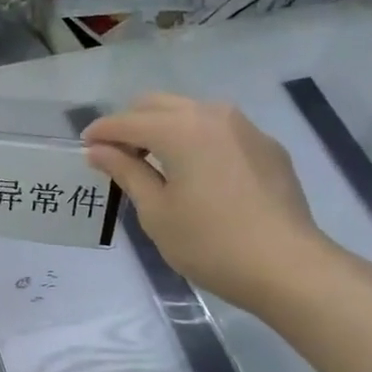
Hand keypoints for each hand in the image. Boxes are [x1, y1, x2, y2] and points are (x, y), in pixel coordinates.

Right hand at [84, 93, 336, 312]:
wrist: (287, 267)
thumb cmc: (209, 243)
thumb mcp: (156, 211)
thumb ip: (126, 172)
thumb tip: (99, 150)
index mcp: (180, 129)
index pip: (128, 121)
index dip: (101, 133)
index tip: (85, 147)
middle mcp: (213, 115)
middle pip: (158, 105)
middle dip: (131, 124)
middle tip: (116, 156)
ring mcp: (245, 128)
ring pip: (191, 112)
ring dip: (164, 128)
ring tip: (152, 163)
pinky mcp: (267, 147)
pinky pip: (219, 131)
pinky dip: (195, 140)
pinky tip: (195, 173)